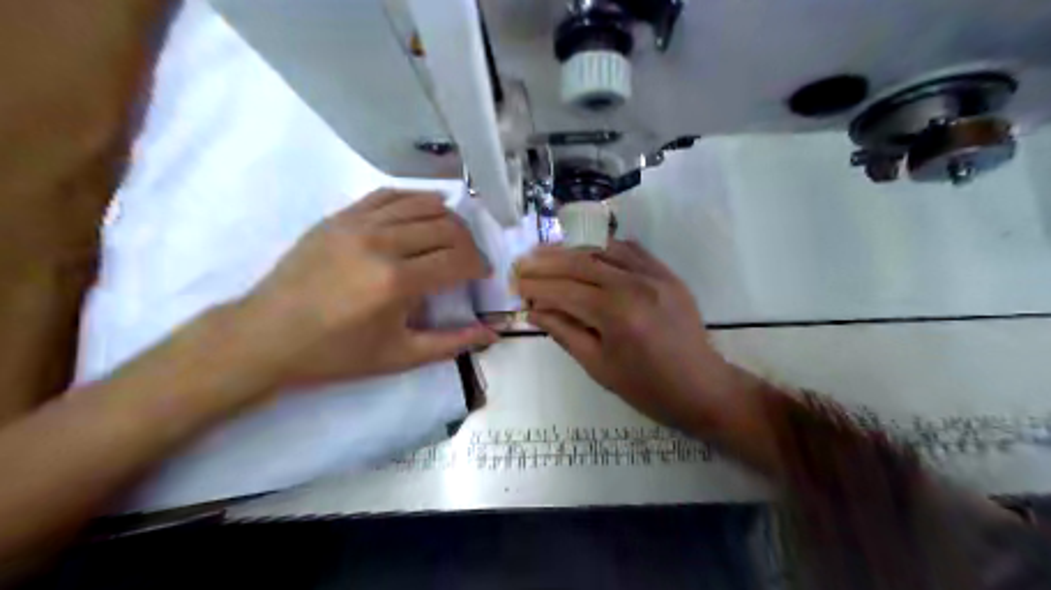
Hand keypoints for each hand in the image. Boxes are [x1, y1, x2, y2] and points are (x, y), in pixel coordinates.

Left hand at [241, 191, 497, 388]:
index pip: (458, 259)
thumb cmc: (337, 353)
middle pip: (446, 228)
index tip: (482, 275)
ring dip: (447, 219)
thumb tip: (492, 334)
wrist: (268, 336)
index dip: (479, 265)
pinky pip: (389, 195)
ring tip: (452, 237)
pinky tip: (425, 210)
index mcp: (397, 282)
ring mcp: (358, 224)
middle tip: (470, 260)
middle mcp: (382, 243)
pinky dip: (415, 199)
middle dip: (469, 243)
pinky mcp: (341, 216)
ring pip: (422, 205)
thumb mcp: (399, 356)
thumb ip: (451, 343)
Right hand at [514, 240, 750, 433]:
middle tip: (522, 262)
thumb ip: (564, 332)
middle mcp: (633, 284)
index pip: (563, 290)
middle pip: (579, 262)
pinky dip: (604, 247)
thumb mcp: (598, 366)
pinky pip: (630, 249)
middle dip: (546, 262)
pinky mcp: (666, 273)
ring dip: (571, 249)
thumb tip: (533, 311)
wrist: (702, 387)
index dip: (535, 286)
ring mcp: (654, 274)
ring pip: (603, 248)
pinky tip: (588, 251)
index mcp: (615, 313)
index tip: (514, 284)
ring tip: (546, 251)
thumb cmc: (646, 388)